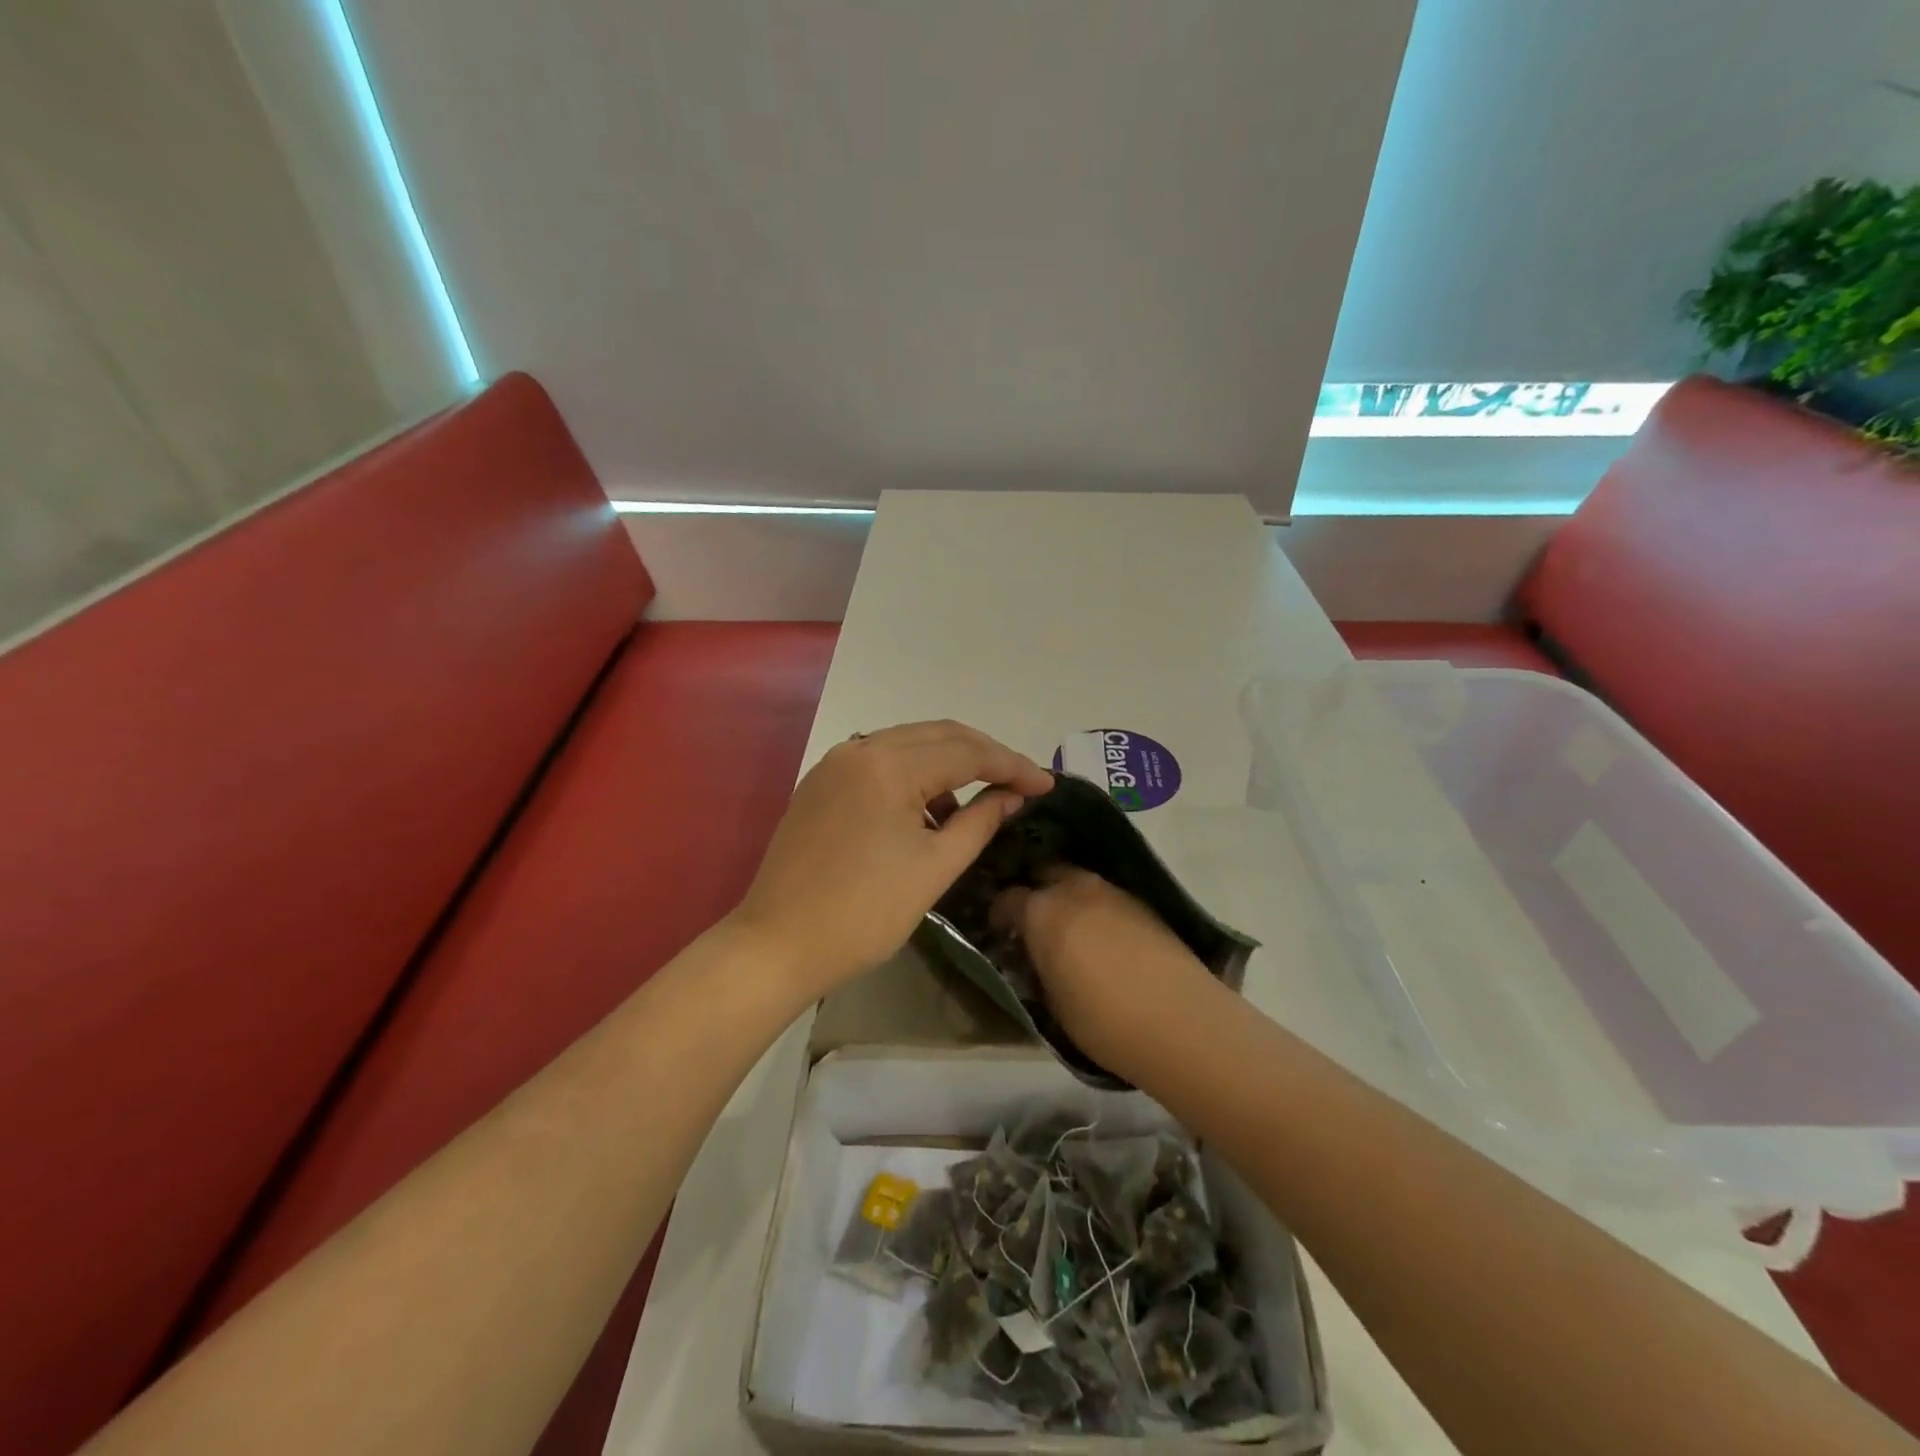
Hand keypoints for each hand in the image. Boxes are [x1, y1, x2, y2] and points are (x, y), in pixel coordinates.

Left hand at [731, 721, 1053, 997]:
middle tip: (1021, 782)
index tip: (1047, 784)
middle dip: (984, 755)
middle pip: (938, 735)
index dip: (1012, 765)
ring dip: (947, 765)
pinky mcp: (821, 783)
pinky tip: (926, 811)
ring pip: (908, 745)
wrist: (777, 945)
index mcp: (888, 765)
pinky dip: (912, 777)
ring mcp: (835, 764)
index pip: (967, 752)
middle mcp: (859, 749)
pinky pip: (879, 763)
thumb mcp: (935, 868)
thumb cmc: (864, 913)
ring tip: (973, 806)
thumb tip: (1013, 795)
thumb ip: (980, 821)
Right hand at [993, 869, 1215, 1074]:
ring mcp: (1112, 891)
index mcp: (1042, 911)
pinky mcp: (1142, 903)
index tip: (1000, 931)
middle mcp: (1074, 889)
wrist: (1181, 1022)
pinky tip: (1101, 934)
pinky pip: (1106, 895)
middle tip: (1034, 919)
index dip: (999, 914)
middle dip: (1035, 890)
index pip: (1007, 898)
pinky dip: (1096, 907)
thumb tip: (1034, 955)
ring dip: (1068, 896)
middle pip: (1045, 872)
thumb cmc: (1103, 1020)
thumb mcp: (1052, 1001)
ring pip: (1078, 880)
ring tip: (1069, 927)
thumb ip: (1037, 966)